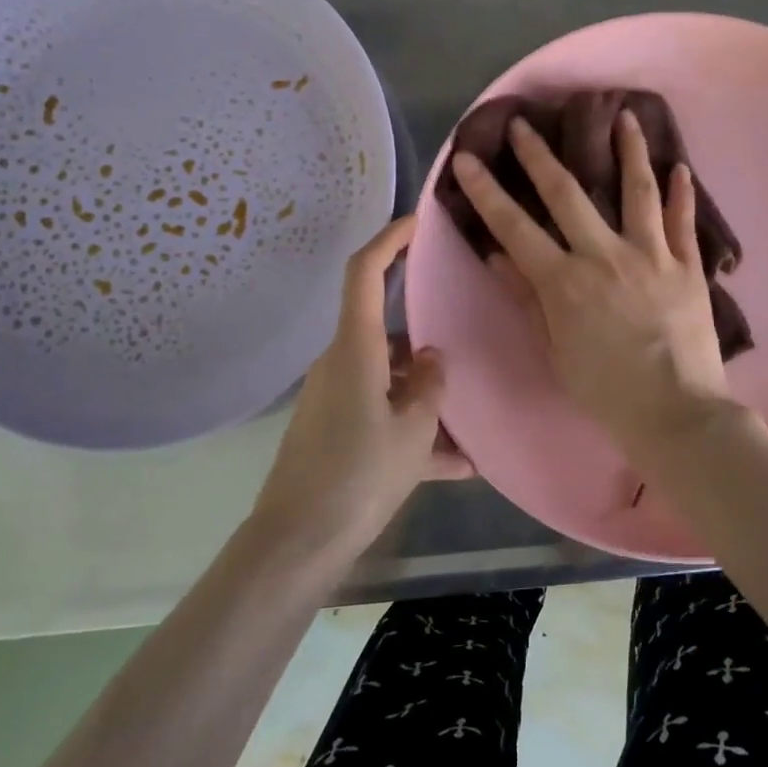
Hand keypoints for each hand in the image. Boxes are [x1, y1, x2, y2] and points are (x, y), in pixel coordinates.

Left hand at [251, 217, 472, 559]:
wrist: (297, 544)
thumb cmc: (358, 477)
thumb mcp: (413, 432)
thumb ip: (430, 387)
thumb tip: (432, 360)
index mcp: (355, 350)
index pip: (364, 273)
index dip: (389, 240)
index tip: (418, 222)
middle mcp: (341, 364)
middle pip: (386, 334)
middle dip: (426, 343)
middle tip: (469, 349)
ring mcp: (336, 398)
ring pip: (391, 381)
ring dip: (426, 400)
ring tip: (470, 433)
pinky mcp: (335, 430)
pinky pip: (382, 416)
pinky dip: (413, 433)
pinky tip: (455, 468)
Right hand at [448, 110, 732, 447]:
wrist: (676, 413)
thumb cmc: (605, 391)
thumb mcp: (554, 350)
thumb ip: (528, 299)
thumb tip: (499, 255)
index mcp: (564, 282)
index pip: (514, 227)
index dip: (487, 191)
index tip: (467, 158)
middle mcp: (605, 256)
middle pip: (568, 194)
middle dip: (541, 155)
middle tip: (526, 122)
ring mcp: (651, 256)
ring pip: (637, 191)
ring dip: (629, 151)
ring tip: (626, 116)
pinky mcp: (687, 267)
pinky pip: (683, 223)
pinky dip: (683, 195)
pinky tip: (682, 168)